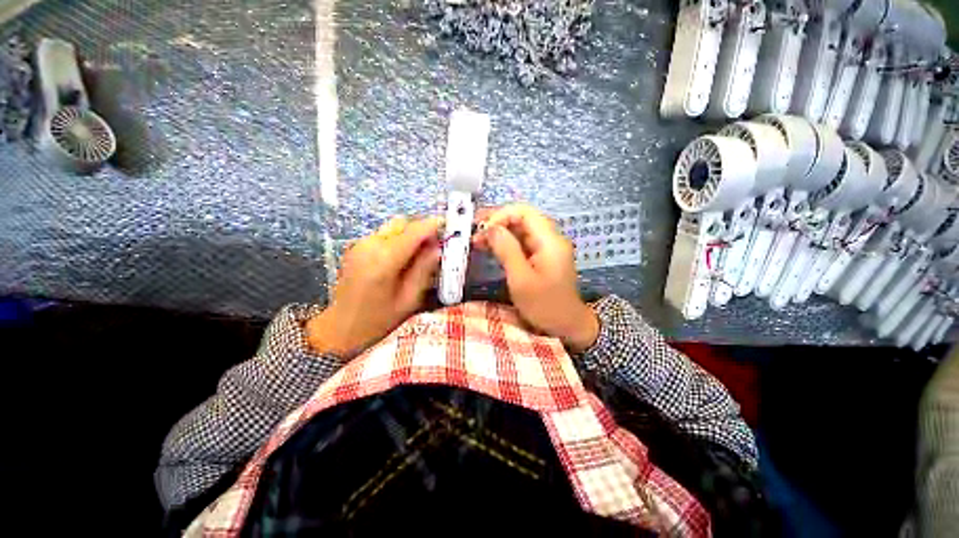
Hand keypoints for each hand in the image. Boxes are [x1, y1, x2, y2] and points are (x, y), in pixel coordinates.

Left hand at [306, 216, 442, 357]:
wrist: (340, 328)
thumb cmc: (378, 320)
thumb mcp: (409, 299)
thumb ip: (424, 270)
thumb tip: (437, 248)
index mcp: (384, 260)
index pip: (413, 232)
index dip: (432, 225)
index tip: (447, 226)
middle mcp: (370, 246)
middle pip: (402, 224)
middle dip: (421, 230)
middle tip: (435, 245)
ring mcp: (360, 244)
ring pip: (393, 228)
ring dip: (409, 235)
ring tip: (419, 255)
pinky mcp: (356, 247)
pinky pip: (384, 235)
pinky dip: (398, 240)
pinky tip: (401, 259)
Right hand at [474, 204, 598, 352]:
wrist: (567, 326)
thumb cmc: (544, 306)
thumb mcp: (521, 279)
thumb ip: (506, 250)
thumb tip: (490, 228)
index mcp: (549, 241)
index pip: (524, 212)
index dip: (501, 215)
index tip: (483, 229)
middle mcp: (550, 239)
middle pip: (522, 218)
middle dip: (497, 222)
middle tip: (474, 231)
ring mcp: (547, 247)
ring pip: (520, 230)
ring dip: (499, 232)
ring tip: (477, 240)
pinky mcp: (542, 256)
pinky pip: (522, 242)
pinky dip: (505, 243)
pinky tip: (490, 248)